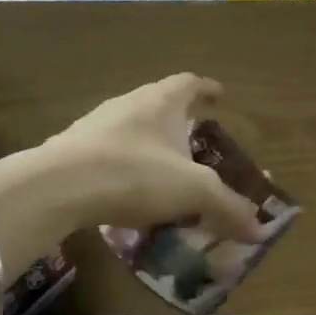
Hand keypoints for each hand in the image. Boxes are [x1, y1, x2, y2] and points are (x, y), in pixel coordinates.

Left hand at [41, 74, 263, 239]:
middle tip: (199, 143)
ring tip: (168, 172)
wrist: (55, 187)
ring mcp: (96, 126)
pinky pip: (111, 155)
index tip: (221, 98)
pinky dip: (129, 168)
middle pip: (161, 104)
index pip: (190, 83)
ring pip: (134, 130)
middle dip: (182, 122)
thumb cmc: (134, 174)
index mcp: (161, 101)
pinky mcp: (73, 152)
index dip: (208, 90)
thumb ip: (229, 208)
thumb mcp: (194, 192)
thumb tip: (260, 231)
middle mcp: (128, 104)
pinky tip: (133, 194)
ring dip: (154, 146)